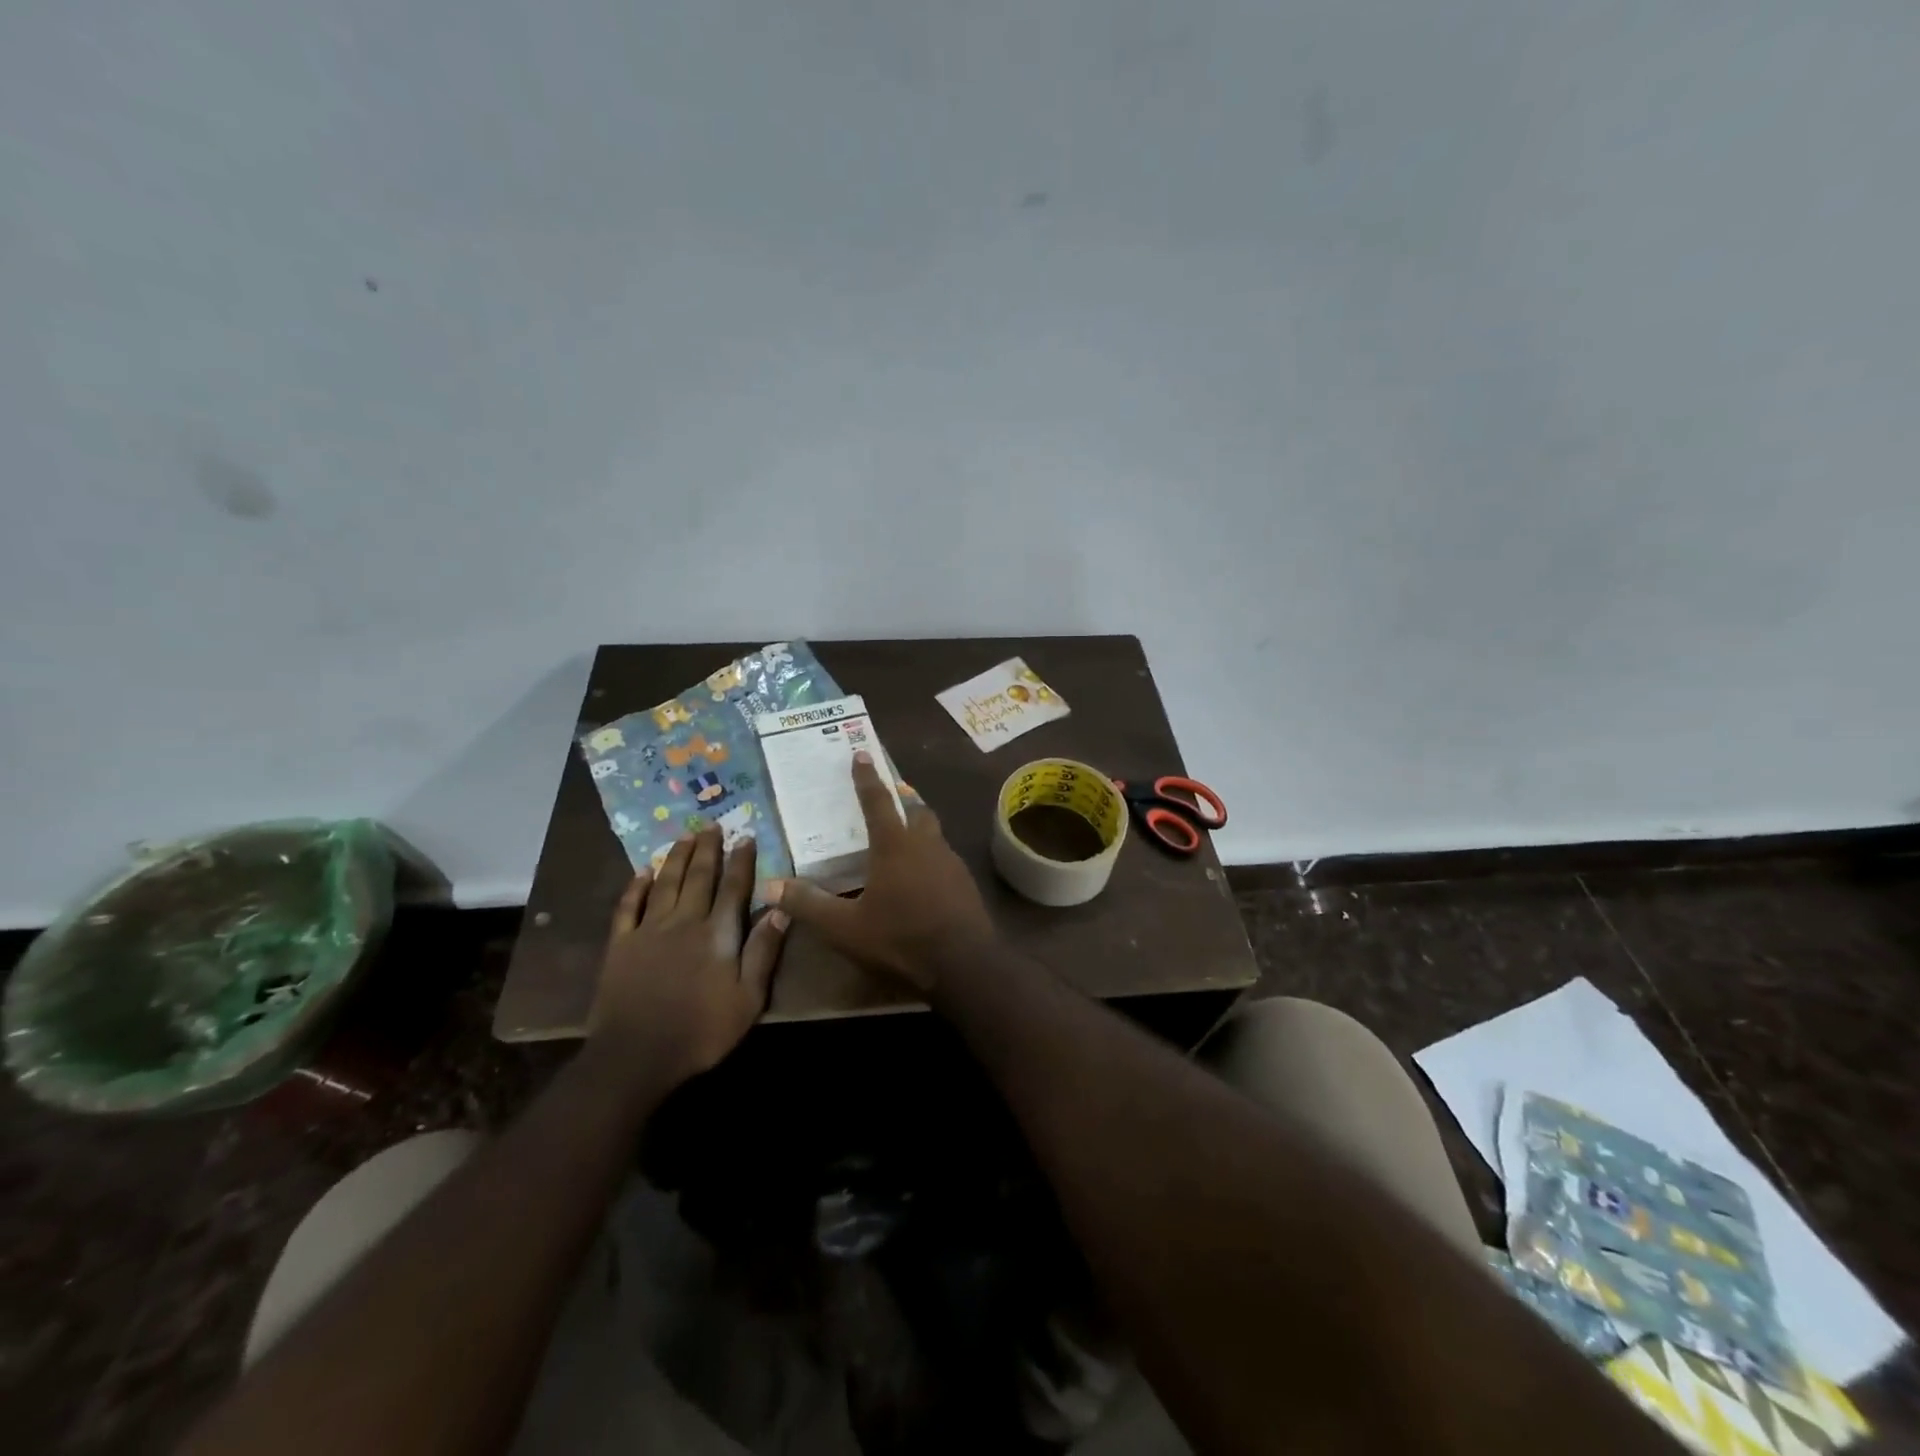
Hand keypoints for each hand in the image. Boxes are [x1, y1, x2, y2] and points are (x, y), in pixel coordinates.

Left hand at [589, 826, 787, 1089]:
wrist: (636, 1055)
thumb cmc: (701, 1029)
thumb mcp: (748, 998)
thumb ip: (763, 951)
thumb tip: (781, 909)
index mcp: (717, 934)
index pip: (734, 888)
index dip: (741, 861)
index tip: (746, 836)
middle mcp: (684, 921)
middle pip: (698, 877)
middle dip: (708, 849)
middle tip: (712, 824)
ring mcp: (648, 930)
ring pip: (665, 883)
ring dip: (676, 857)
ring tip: (684, 836)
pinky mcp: (620, 945)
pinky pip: (628, 907)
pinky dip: (635, 887)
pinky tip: (641, 872)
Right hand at [769, 752, 994, 989]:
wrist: (963, 963)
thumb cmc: (900, 938)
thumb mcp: (845, 928)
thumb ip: (809, 905)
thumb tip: (770, 885)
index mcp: (895, 845)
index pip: (877, 801)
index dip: (867, 777)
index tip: (861, 753)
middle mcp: (925, 844)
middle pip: (915, 808)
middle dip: (902, 796)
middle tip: (892, 791)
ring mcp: (950, 862)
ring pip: (933, 830)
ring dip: (919, 822)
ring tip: (905, 828)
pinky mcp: (964, 882)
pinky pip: (944, 855)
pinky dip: (930, 851)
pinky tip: (923, 871)